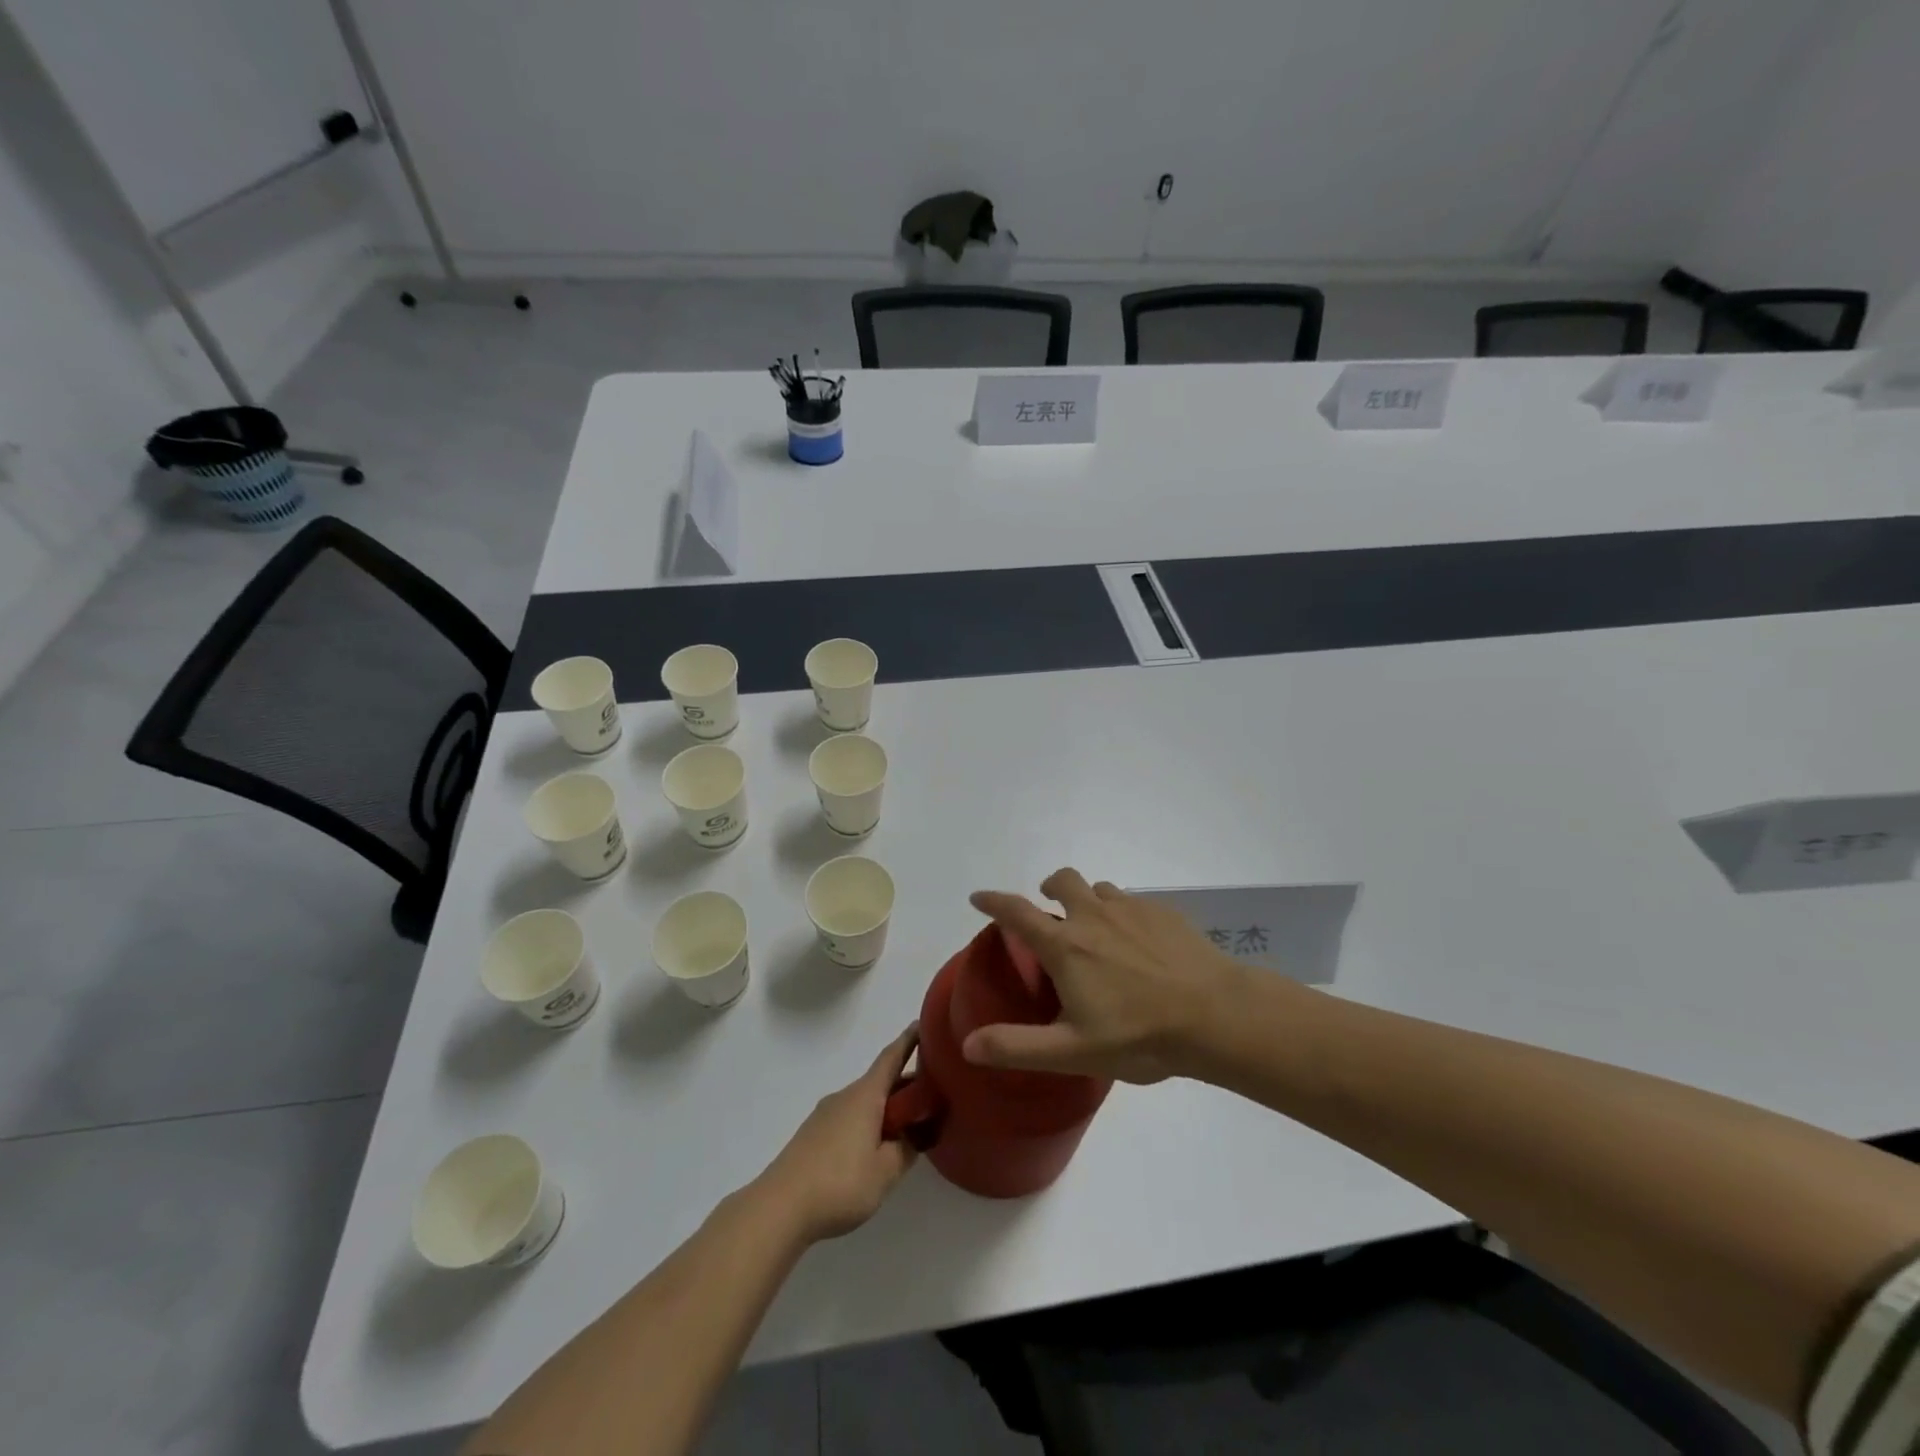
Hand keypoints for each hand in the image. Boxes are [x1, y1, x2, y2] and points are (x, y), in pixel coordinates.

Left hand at [755, 1025, 918, 1242]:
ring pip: (864, 1102)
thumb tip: (914, 1135)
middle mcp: (844, 1096)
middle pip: (880, 1082)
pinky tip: (873, 1150)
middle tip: (931, 1097)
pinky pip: (849, 1119)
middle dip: (905, 1086)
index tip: (922, 1024)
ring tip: (906, 1129)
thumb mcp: (885, 1172)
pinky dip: (867, 1124)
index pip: (891, 1057)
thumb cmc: (839, 1183)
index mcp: (865, 1095)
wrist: (779, 1208)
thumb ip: (906, 1150)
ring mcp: (825, 1115)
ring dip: (886, 1108)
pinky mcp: (813, 1135)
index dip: (909, 1040)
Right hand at [965, 869, 1245, 1082]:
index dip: (993, 901)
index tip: (978, 897)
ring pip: (1100, 889)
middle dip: (1049, 886)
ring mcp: (1132, 910)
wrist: (1216, 1015)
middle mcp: (1094, 916)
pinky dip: (1124, 914)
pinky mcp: (1165, 913)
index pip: (1017, 912)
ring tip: (1097, 928)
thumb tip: (968, 1044)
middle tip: (1050, 907)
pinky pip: (1134, 902)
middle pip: (1063, 881)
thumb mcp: (1073, 1052)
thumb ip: (1018, 1047)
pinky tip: (1140, 943)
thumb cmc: (1139, 1035)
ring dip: (1089, 899)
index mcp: (1066, 946)